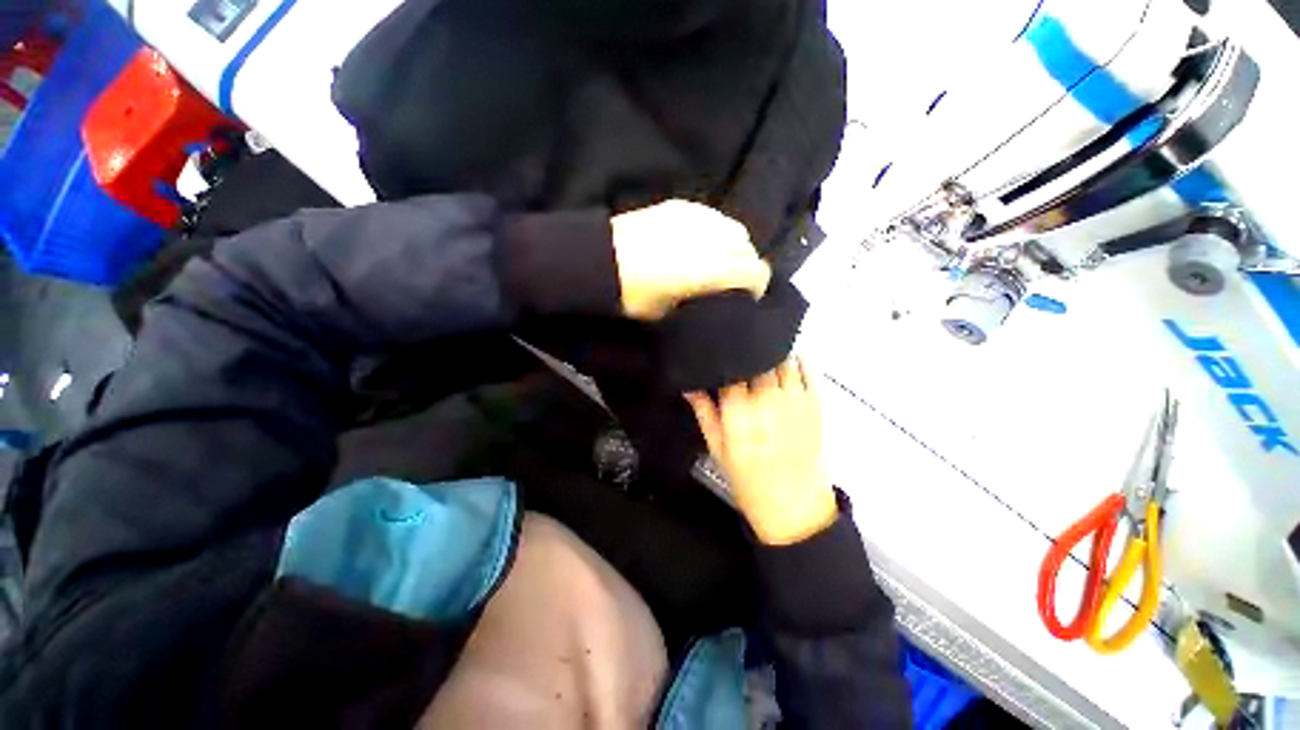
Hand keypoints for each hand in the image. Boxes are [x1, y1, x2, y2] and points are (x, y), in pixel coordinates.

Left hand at [611, 200, 771, 320]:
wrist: (601, 261)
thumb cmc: (636, 296)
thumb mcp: (672, 311)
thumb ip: (703, 300)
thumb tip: (714, 296)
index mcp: (715, 267)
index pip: (756, 272)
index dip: (755, 287)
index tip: (744, 298)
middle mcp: (713, 237)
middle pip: (747, 248)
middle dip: (745, 266)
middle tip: (728, 282)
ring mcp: (698, 216)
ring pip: (732, 229)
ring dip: (731, 247)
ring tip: (714, 261)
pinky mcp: (681, 206)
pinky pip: (710, 218)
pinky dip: (712, 232)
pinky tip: (696, 243)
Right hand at [685, 358, 837, 545]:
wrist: (793, 504)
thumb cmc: (749, 479)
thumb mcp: (718, 449)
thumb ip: (704, 413)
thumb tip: (688, 387)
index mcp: (739, 411)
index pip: (729, 370)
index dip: (722, 362)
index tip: (718, 360)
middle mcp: (767, 399)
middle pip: (756, 360)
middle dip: (747, 357)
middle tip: (740, 361)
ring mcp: (794, 399)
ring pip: (782, 360)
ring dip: (770, 355)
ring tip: (761, 359)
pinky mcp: (815, 403)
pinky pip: (809, 370)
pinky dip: (798, 361)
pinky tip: (788, 362)